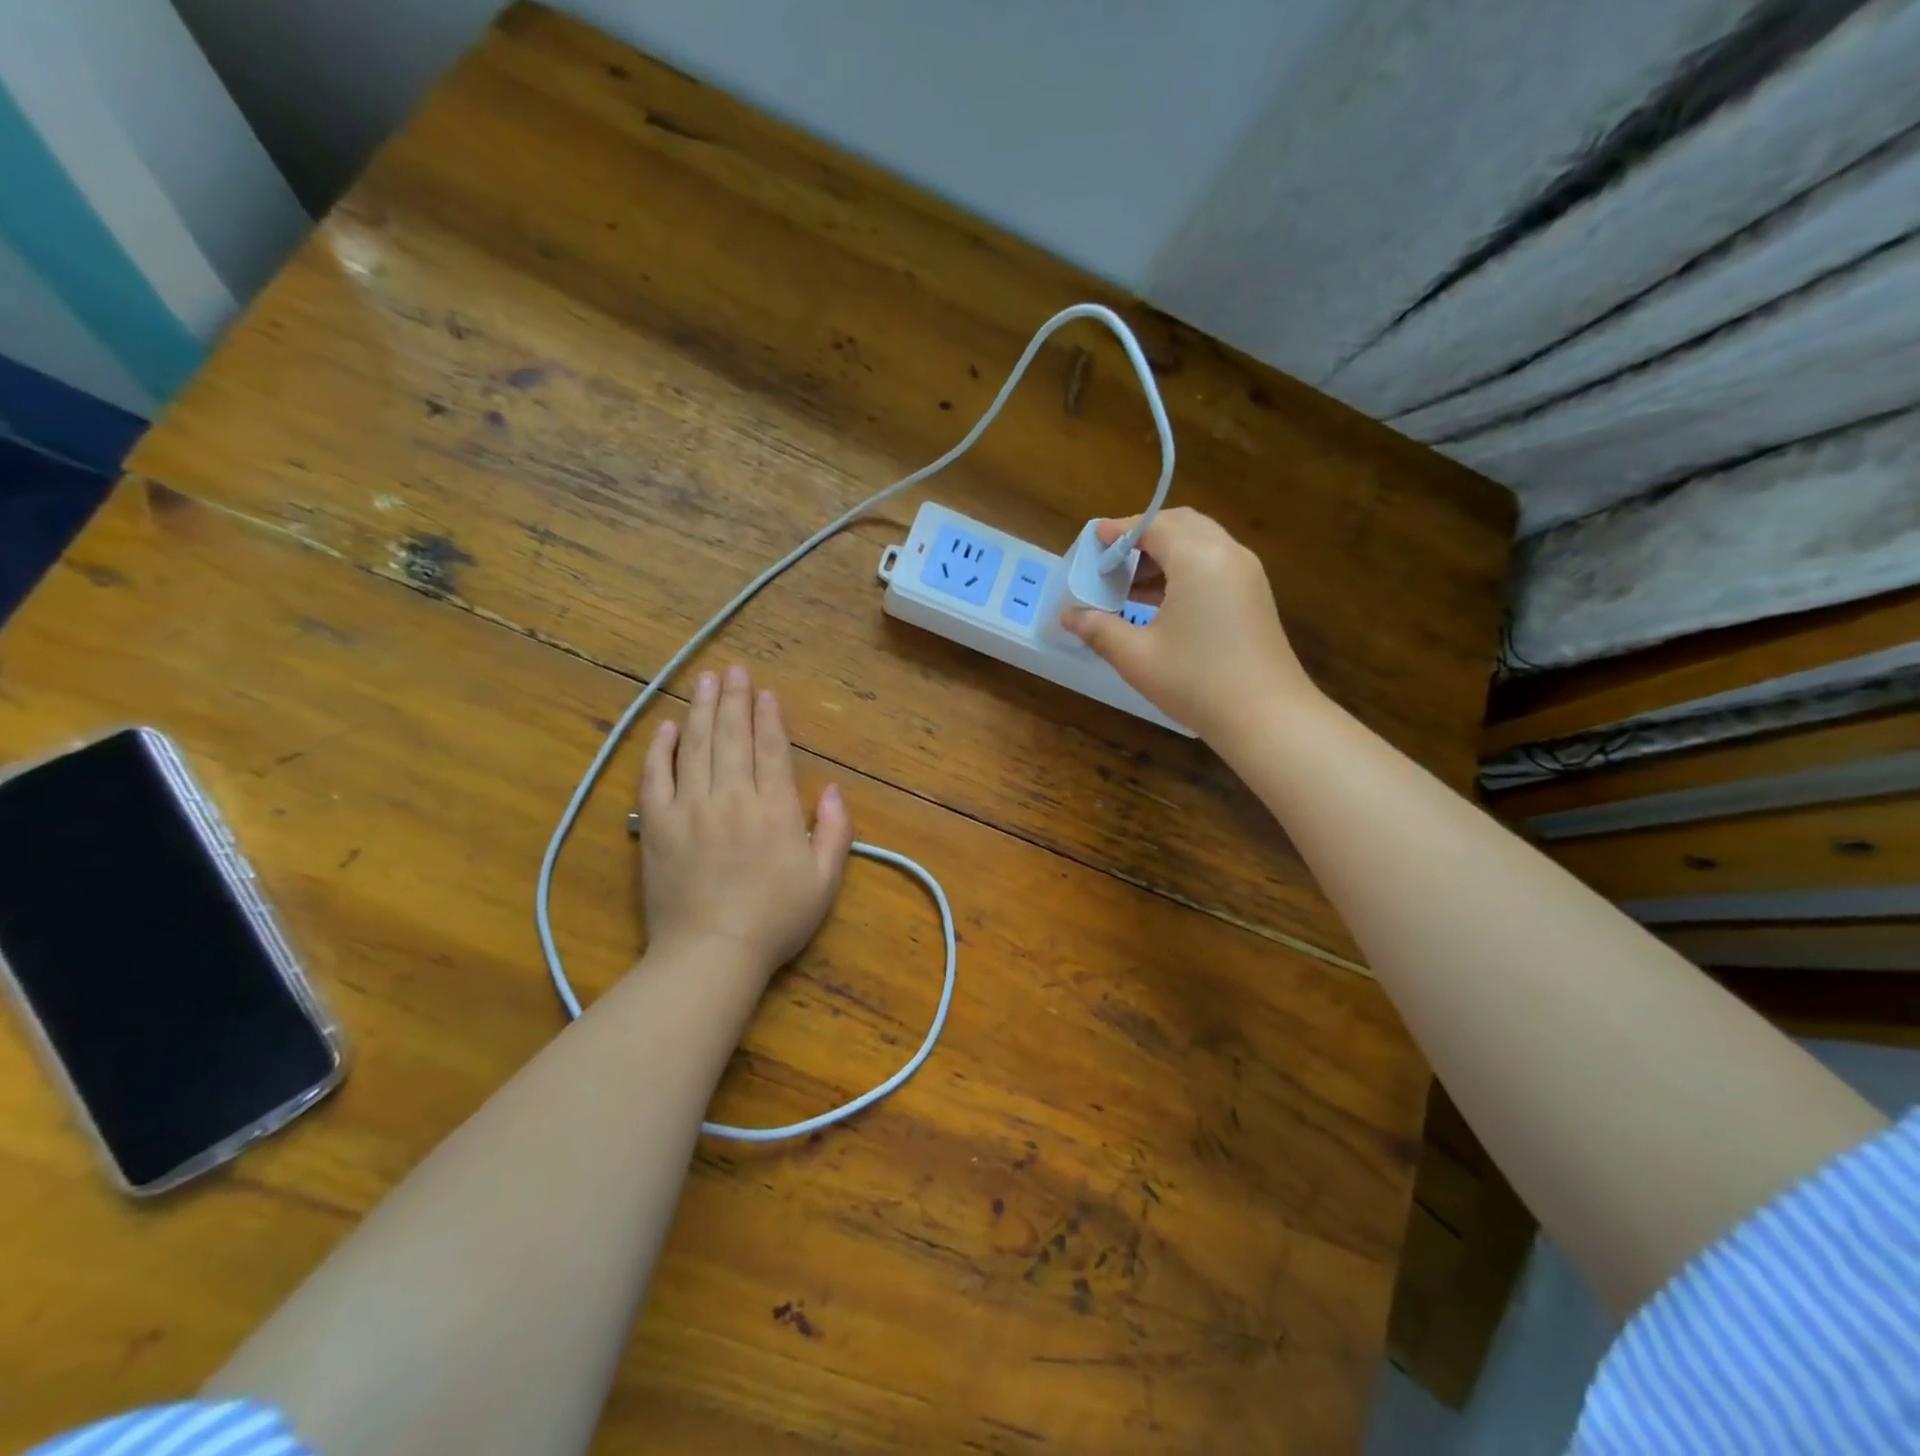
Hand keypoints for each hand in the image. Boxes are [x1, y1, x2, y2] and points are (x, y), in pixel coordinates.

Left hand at [638, 665, 853, 973]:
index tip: (767, 692)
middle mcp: (731, 798)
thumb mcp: (825, 881)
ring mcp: (690, 809)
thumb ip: (836, 831)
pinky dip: (661, 749)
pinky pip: (655, 777)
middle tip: (735, 670)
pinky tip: (668, 727)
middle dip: (736, 700)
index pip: (771, 750)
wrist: (711, 954)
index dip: (770, 717)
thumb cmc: (775, 920)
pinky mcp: (656, 826)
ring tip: (706, 680)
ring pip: (696, 747)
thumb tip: (834, 789)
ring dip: (702, 710)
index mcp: (774, 810)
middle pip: (732, 737)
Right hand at [1063, 508, 1317, 743]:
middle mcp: (1226, 553)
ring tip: (1130, 585)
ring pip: (1199, 543)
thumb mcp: (1136, 656)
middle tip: (1111, 562)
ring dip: (1164, 554)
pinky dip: (1184, 568)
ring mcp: (1247, 573)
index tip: (1093, 541)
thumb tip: (1068, 616)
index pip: (1152, 526)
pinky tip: (1161, 601)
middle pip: (1179, 525)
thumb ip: (1099, 629)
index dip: (1118, 531)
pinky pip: (1214, 563)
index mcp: (1197, 558)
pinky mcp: (1255, 595)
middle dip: (1142, 537)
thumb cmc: (1196, 682)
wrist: (1266, 717)